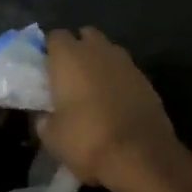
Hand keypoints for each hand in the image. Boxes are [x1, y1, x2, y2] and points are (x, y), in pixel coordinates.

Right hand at [37, 28, 180, 188]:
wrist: (141, 156)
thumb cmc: (88, 140)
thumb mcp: (53, 138)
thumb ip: (45, 120)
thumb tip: (45, 117)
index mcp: (69, 56)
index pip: (55, 36)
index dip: (50, 50)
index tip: (47, 68)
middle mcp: (97, 49)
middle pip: (85, 35)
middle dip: (79, 49)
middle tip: (71, 75)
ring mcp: (125, 61)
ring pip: (108, 50)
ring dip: (101, 62)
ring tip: (95, 89)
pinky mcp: (145, 78)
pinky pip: (126, 70)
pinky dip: (119, 79)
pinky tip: (117, 102)